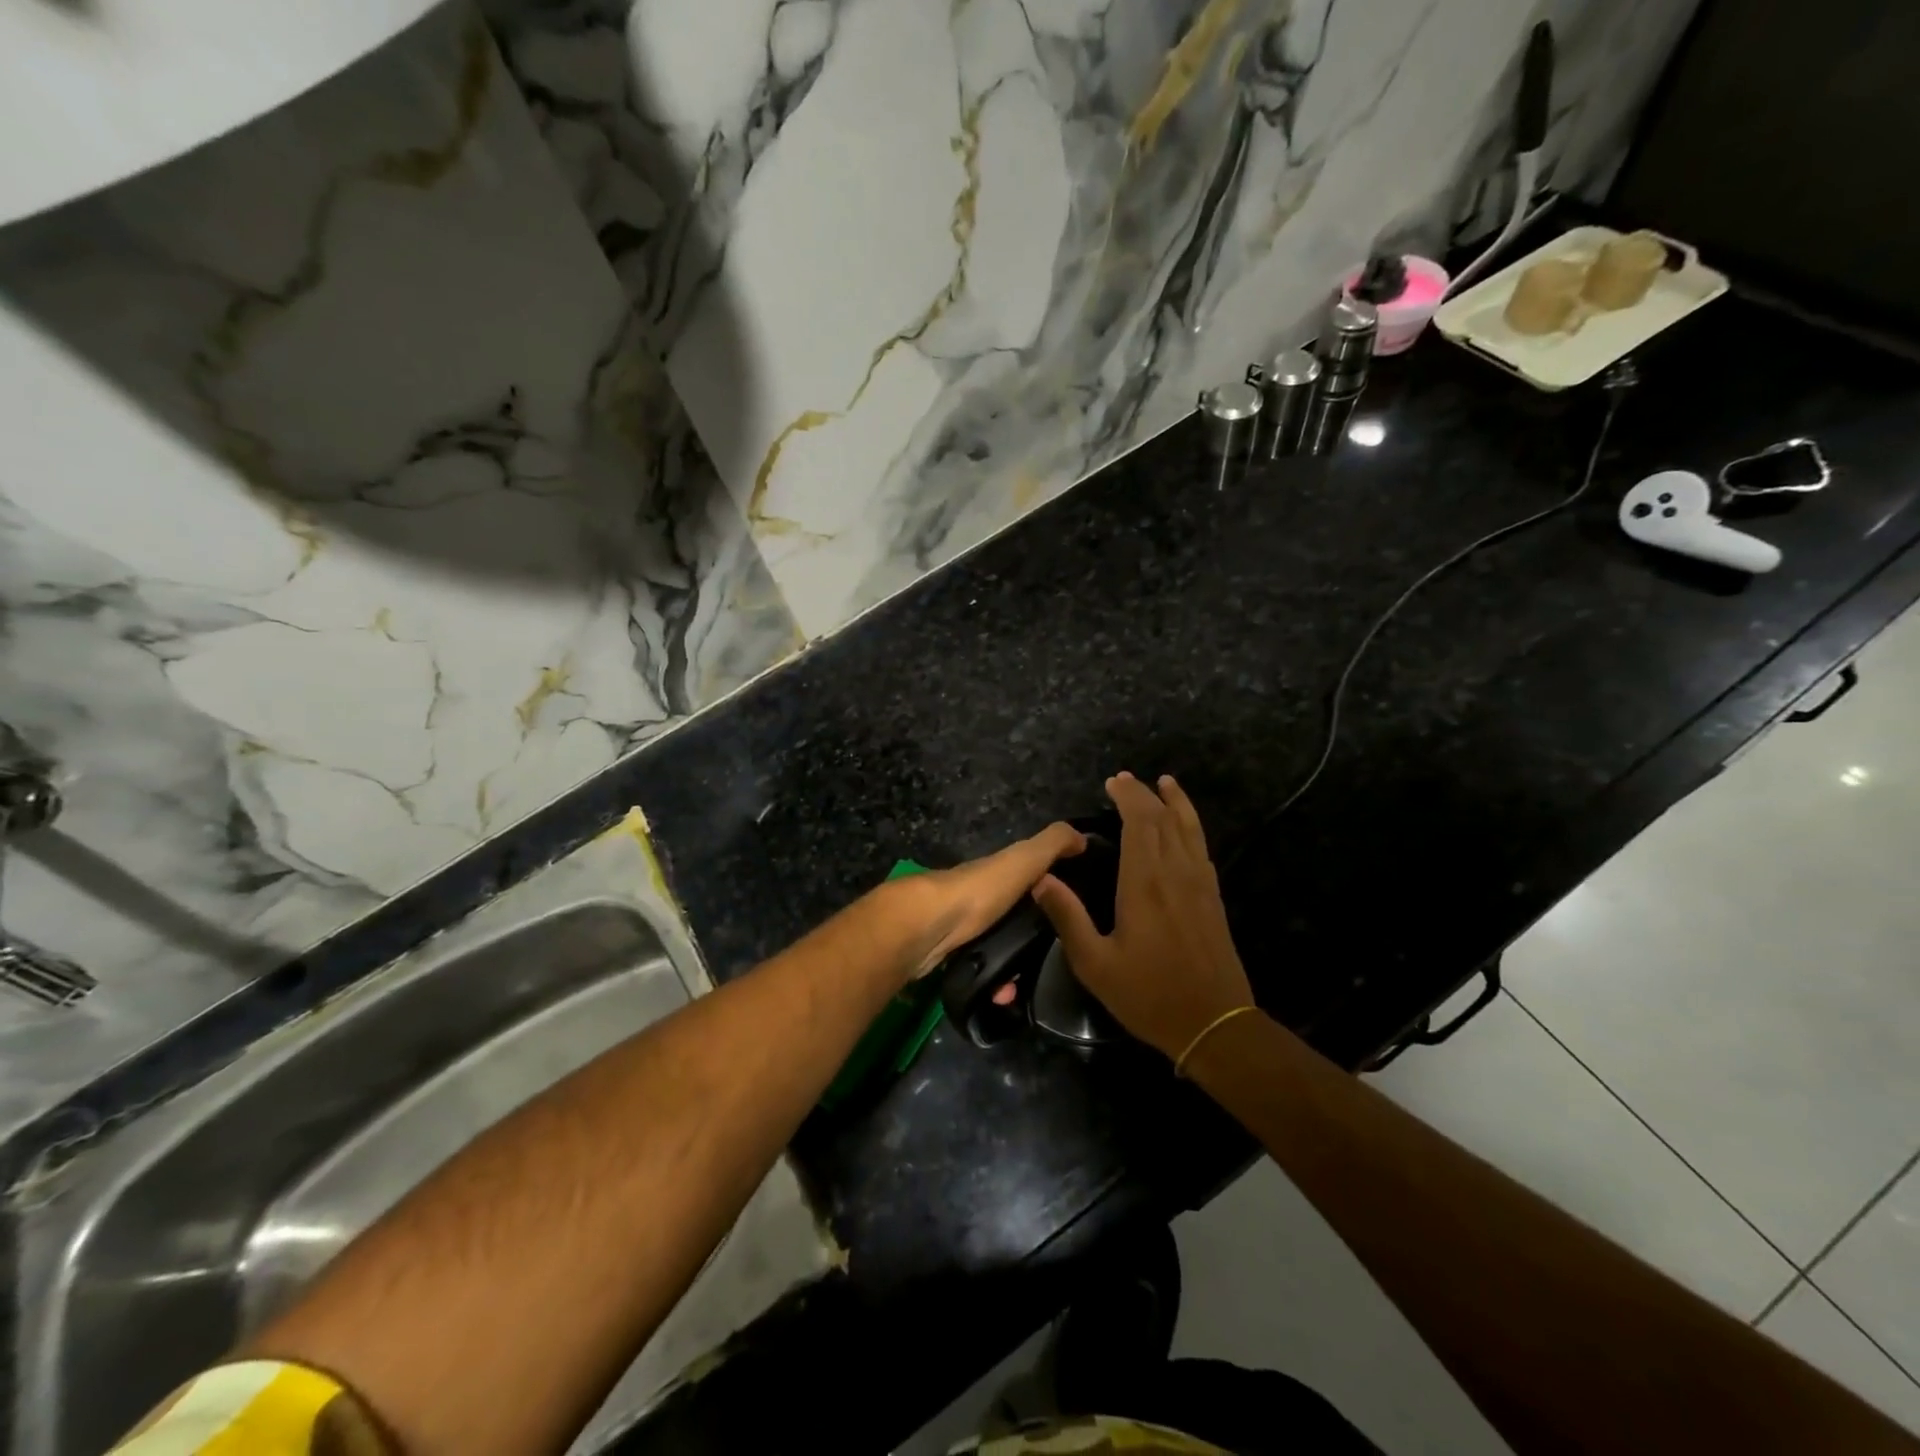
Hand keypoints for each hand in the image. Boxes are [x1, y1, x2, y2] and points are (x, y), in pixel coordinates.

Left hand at [891, 821, 1086, 977]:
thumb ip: (1053, 844)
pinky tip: (1002, 994)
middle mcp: (980, 897)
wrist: (926, 927)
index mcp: (997, 873)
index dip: (1051, 890)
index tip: (1074, 914)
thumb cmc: (980, 890)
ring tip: (1023, 986)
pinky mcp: (951, 955)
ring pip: (999, 949)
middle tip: (1055, 961)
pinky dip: (994, 984)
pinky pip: (982, 971)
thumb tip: (1083, 836)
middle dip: (1034, 941)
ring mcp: (963, 927)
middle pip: (1015, 918)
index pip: (1030, 877)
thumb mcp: (1023, 859)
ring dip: (1014, 968)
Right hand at [1033, 773, 1253, 1060]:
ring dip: (1176, 803)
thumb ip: (1067, 918)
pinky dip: (1192, 827)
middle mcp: (1176, 873)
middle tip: (1125, 781)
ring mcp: (1200, 884)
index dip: (1128, 797)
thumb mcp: (1095, 964)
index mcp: (1145, 883)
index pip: (1140, 823)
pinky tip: (1185, 828)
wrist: (1216, 1024)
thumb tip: (1040, 879)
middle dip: (1145, 794)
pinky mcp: (1213, 898)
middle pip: (1164, 819)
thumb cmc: (1149, 994)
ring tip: (1165, 783)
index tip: (1112, 783)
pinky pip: (1201, 848)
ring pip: (1190, 829)